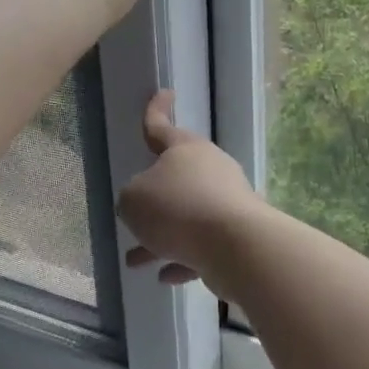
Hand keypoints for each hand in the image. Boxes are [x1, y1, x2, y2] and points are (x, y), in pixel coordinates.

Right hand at [117, 91, 261, 283]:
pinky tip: (166, 276)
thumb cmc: (177, 210)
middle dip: (152, 199)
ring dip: (161, 238)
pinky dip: (184, 258)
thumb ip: (132, 198)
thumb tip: (147, 207)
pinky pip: (202, 245)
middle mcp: (210, 169)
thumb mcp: (133, 200)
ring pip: (186, 217)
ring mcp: (227, 201)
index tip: (165, 92)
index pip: (161, 126)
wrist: (235, 245)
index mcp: (185, 150)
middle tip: (133, 214)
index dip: (156, 109)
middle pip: (175, 178)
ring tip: (135, 260)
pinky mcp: (237, 233)